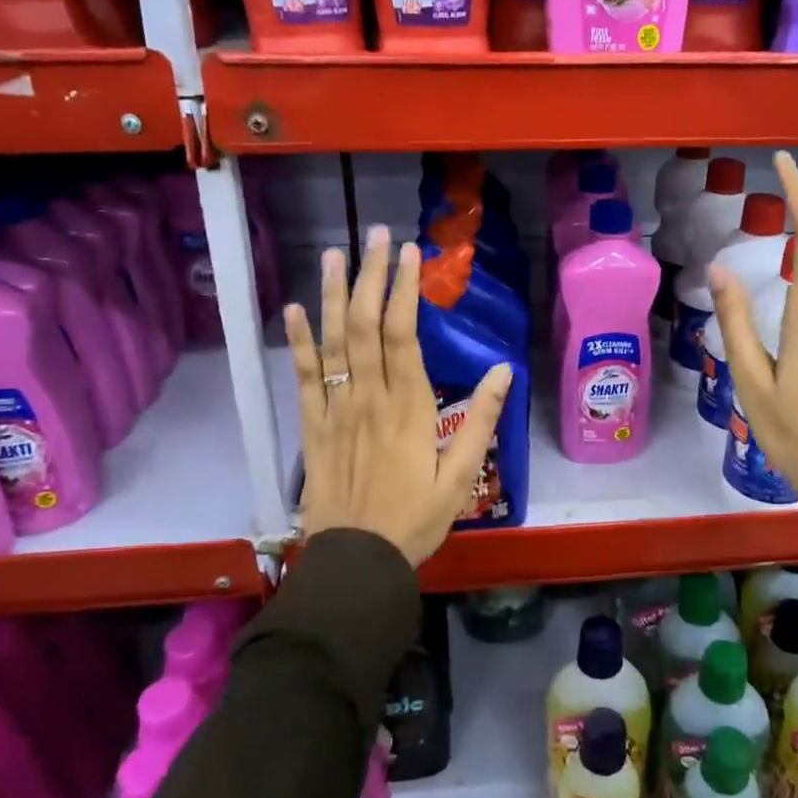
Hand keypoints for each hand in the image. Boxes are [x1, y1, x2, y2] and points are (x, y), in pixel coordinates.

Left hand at [284, 226, 513, 567]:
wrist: (356, 562)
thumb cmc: (415, 519)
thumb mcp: (462, 477)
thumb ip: (481, 421)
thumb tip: (504, 370)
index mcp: (407, 408)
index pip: (402, 334)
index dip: (404, 289)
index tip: (408, 253)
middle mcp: (368, 398)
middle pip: (363, 325)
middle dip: (369, 276)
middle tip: (374, 235)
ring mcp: (335, 410)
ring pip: (330, 342)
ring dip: (330, 295)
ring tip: (332, 254)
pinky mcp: (312, 427)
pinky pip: (303, 378)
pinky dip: (297, 342)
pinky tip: (292, 310)